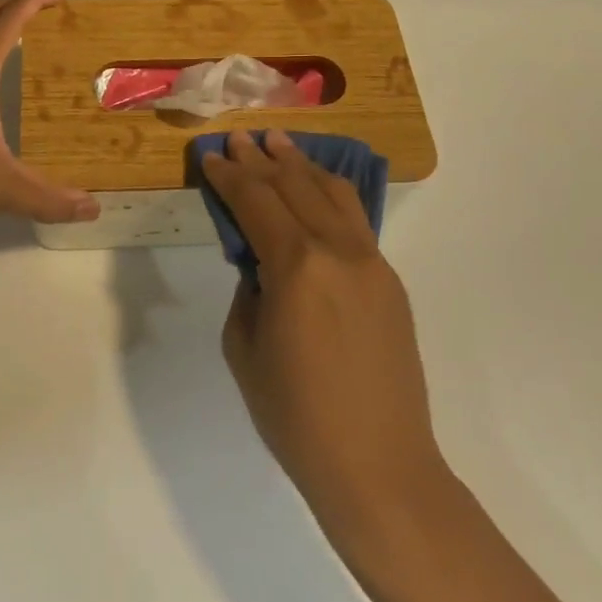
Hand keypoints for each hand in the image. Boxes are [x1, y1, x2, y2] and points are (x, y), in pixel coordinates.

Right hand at [203, 129, 447, 555]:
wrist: (378, 465)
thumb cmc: (295, 416)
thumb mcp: (244, 348)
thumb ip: (249, 289)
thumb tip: (259, 262)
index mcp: (296, 266)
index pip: (256, 201)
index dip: (230, 175)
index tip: (212, 155)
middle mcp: (337, 250)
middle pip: (294, 186)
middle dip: (262, 159)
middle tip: (240, 136)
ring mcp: (371, 262)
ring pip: (333, 193)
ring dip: (301, 165)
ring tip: (279, 143)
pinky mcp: (389, 279)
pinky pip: (355, 219)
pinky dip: (330, 193)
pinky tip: (316, 185)